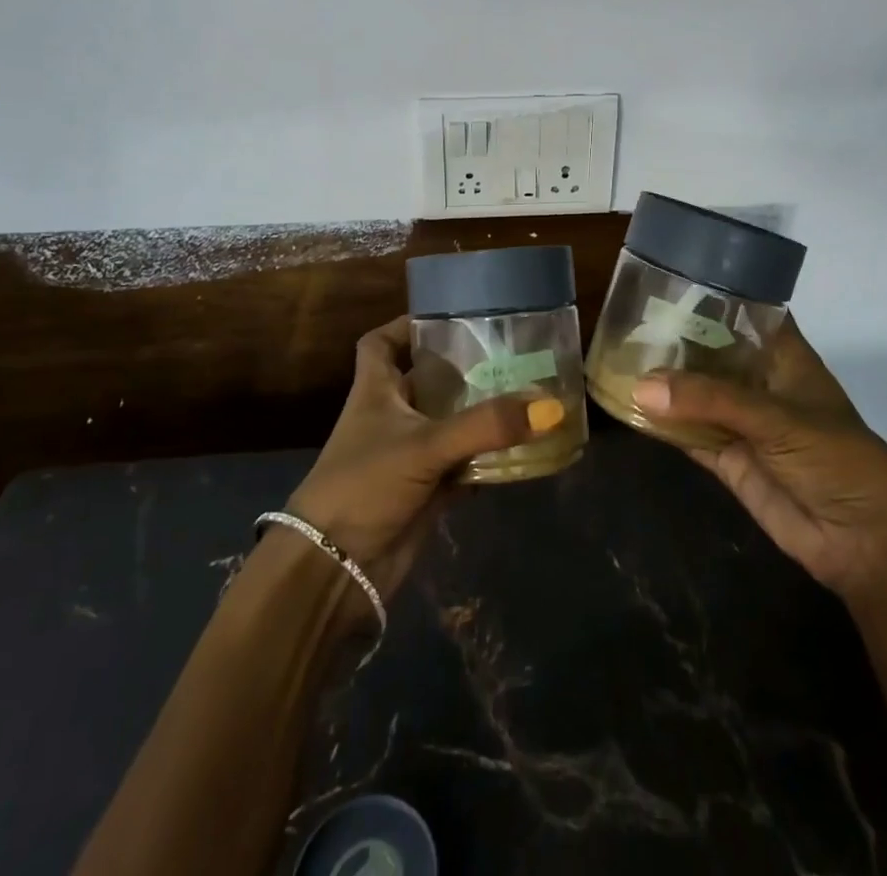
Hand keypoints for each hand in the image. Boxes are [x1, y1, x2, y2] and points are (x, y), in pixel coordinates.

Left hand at [285, 316, 562, 603]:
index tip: (446, 318)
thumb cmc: (365, 484)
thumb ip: (486, 425)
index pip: (379, 344)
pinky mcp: (424, 490)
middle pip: (427, 380)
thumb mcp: (425, 445)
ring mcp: (408, 455)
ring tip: (526, 392)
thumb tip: (549, 406)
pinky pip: (462, 464)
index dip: (404, 326)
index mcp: (374, 391)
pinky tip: (521, 448)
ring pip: (449, 423)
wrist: (336, 569)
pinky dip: (486, 457)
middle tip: (510, 353)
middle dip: (463, 368)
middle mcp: (390, 416)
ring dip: (480, 413)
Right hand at [634, 318, 886, 601]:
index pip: (747, 313)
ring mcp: (743, 422)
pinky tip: (628, 406)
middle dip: (676, 339)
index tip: (667, 277)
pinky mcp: (729, 460)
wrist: (865, 542)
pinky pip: (689, 436)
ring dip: (664, 383)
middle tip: (627, 318)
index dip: (713, 296)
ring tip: (616, 355)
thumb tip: (642, 386)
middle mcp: (760, 383)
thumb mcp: (778, 419)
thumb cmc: (837, 459)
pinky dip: (663, 425)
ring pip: (696, 395)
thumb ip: (710, 401)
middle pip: (713, 353)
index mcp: (784, 357)